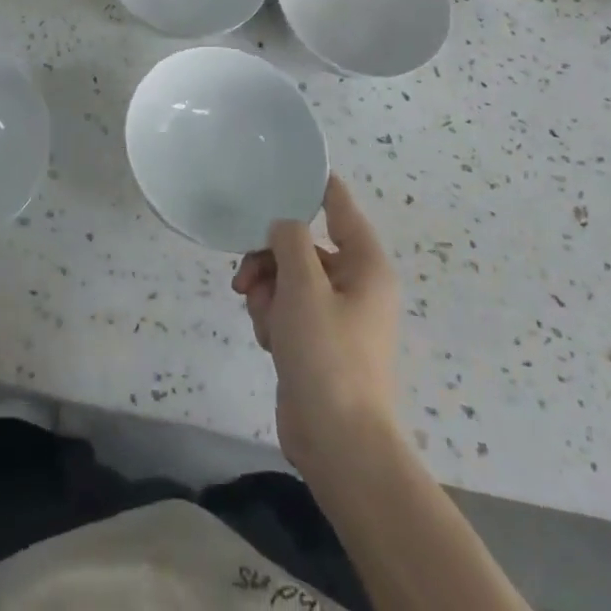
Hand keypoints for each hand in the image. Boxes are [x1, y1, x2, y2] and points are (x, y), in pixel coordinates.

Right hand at [232, 175, 401, 473]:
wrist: (339, 444)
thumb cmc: (328, 355)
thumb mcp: (304, 286)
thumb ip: (290, 240)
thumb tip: (283, 225)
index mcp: (365, 265)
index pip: (340, 205)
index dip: (315, 183)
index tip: (284, 165)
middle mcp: (354, 284)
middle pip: (302, 244)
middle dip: (269, 257)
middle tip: (245, 274)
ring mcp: (335, 315)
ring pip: (288, 277)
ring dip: (266, 290)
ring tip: (258, 315)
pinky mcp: (317, 342)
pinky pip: (286, 308)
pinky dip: (271, 316)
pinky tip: (268, 339)